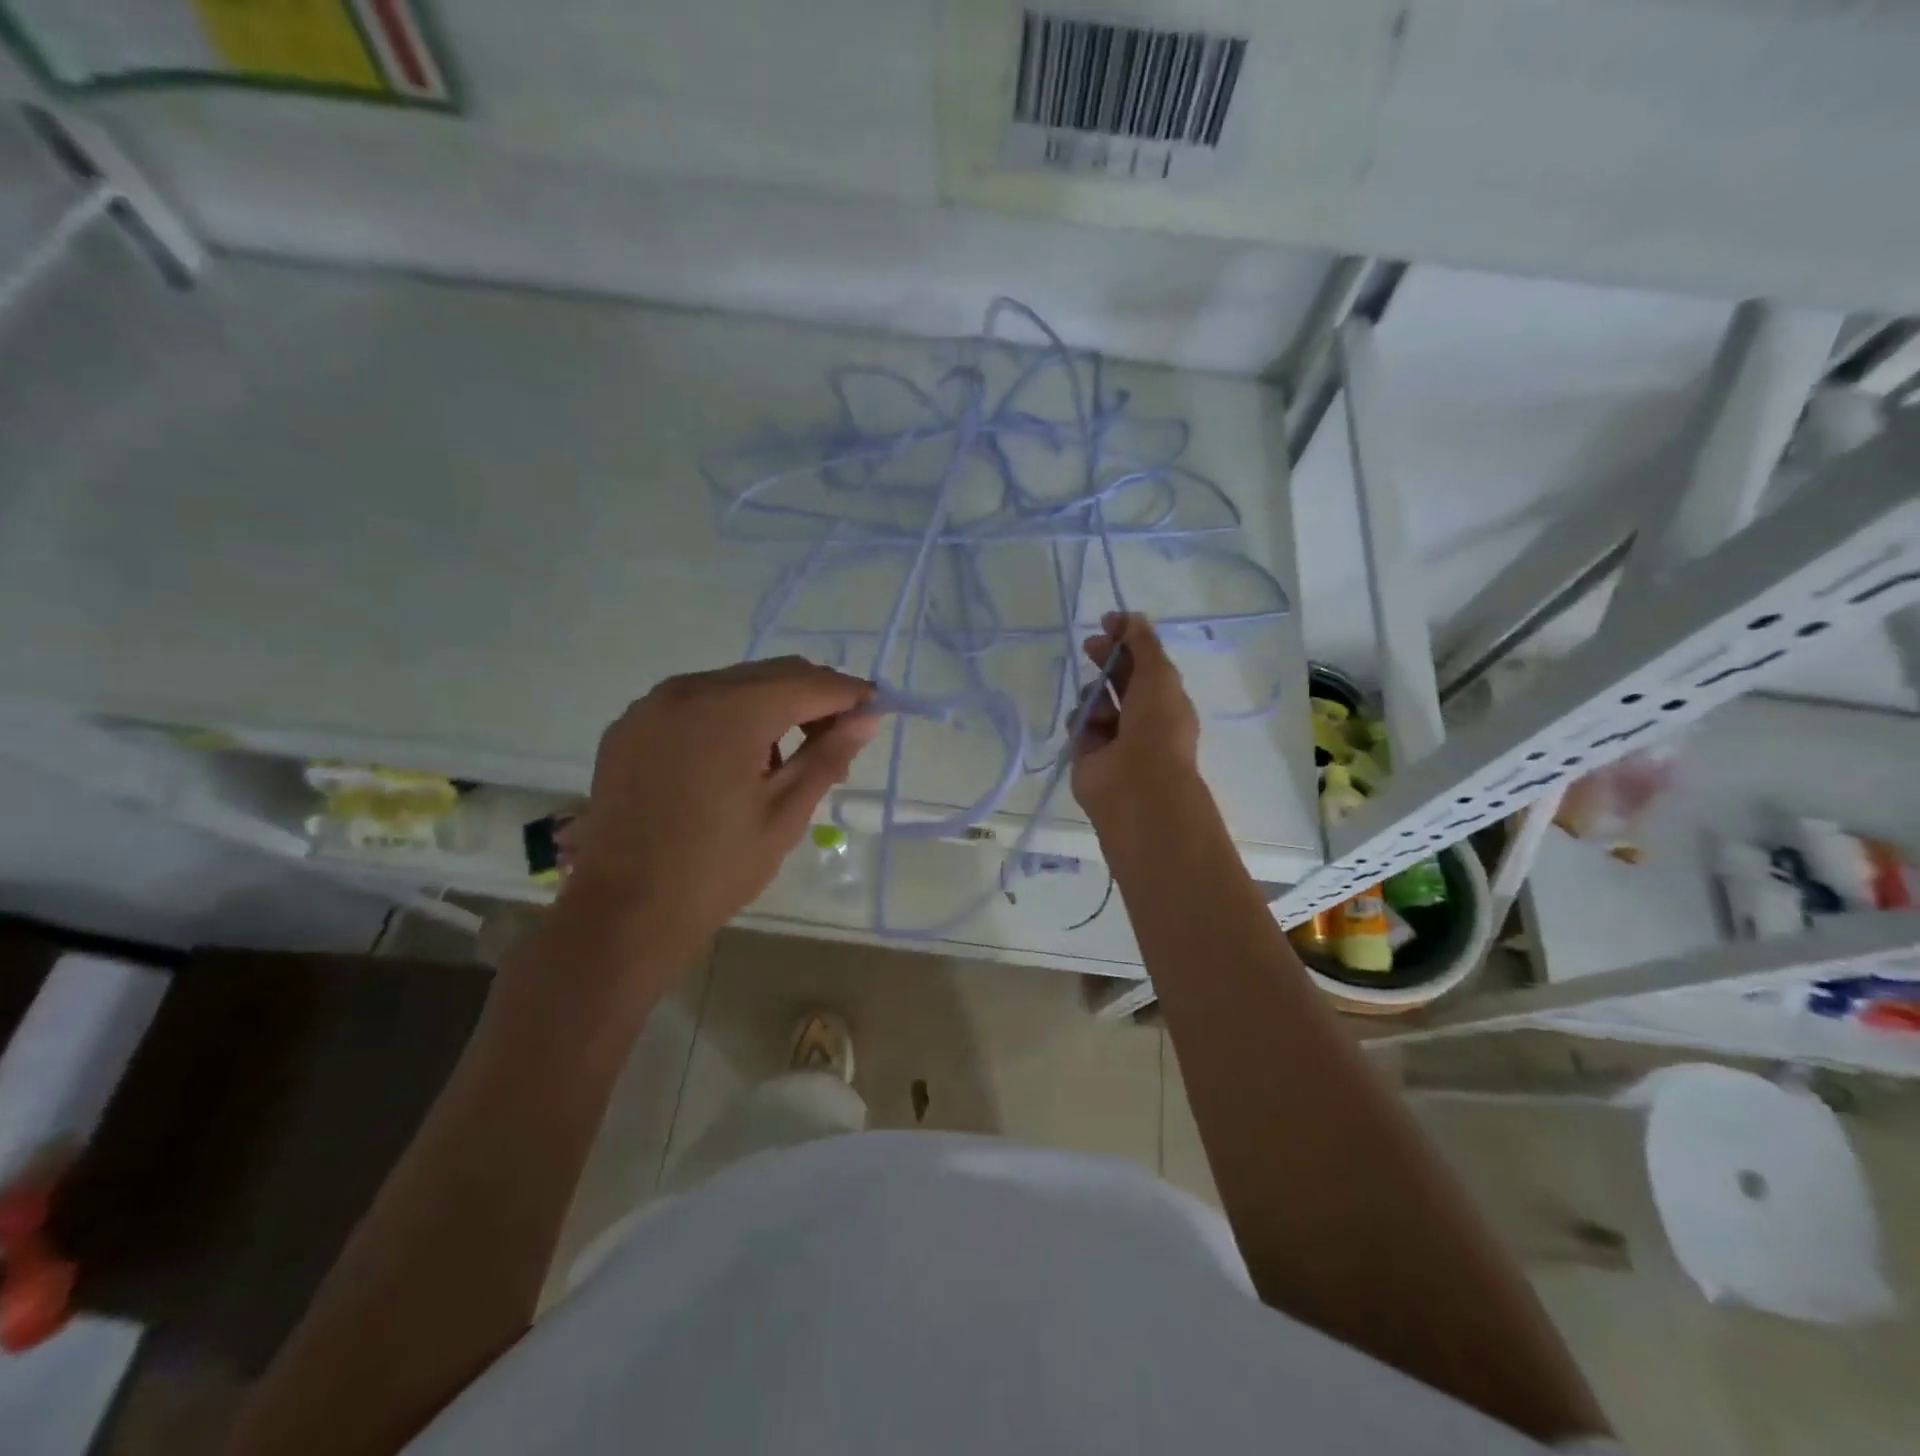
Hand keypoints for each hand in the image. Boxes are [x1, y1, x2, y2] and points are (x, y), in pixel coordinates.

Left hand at [560, 657, 878, 951]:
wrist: (625, 912)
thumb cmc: (717, 867)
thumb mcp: (785, 813)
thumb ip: (828, 756)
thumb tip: (867, 719)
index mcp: (730, 711)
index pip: (807, 683)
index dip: (848, 694)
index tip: (876, 709)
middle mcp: (687, 690)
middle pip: (770, 675)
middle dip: (812, 698)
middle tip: (837, 741)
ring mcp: (651, 706)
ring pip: (732, 685)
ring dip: (771, 707)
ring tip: (786, 760)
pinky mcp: (630, 727)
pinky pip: (695, 704)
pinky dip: (728, 717)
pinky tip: (735, 761)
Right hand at [1071, 613, 1201, 831]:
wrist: (1136, 784)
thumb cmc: (1156, 726)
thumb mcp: (1158, 674)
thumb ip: (1143, 642)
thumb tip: (1131, 616)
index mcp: (1165, 699)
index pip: (1144, 662)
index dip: (1127, 640)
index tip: (1108, 622)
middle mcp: (1141, 717)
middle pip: (1118, 678)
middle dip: (1105, 659)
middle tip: (1090, 645)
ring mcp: (1113, 736)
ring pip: (1094, 700)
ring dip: (1094, 694)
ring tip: (1099, 706)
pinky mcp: (1086, 752)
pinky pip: (1077, 724)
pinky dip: (1080, 721)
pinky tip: (1087, 727)